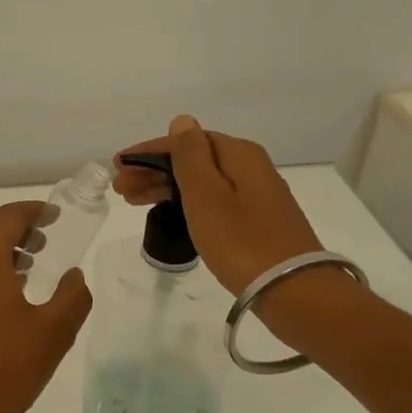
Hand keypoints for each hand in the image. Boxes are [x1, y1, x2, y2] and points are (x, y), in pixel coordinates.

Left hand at [0, 201, 93, 412]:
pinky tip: (9, 292)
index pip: (8, 215)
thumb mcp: (53, 333)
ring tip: (30, 265)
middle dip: (12, 222)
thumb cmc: (4, 368)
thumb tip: (75, 275)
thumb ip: (72, 296)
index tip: (56, 217)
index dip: (35, 211)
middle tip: (43, 240)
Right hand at [113, 115, 324, 296]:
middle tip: (120, 188)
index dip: (148, 151)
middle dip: (154, 171)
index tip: (118, 165)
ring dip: (166, 187)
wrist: (294, 292)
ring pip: (201, 182)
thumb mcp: (206, 195)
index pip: (185, 141)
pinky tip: (170, 213)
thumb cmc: (241, 240)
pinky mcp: (257, 222)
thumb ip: (190, 156)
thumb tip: (183, 120)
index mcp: (239, 154)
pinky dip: (186, 203)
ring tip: (134, 201)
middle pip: (194, 160)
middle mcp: (250, 167)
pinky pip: (213, 201)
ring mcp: (256, 196)